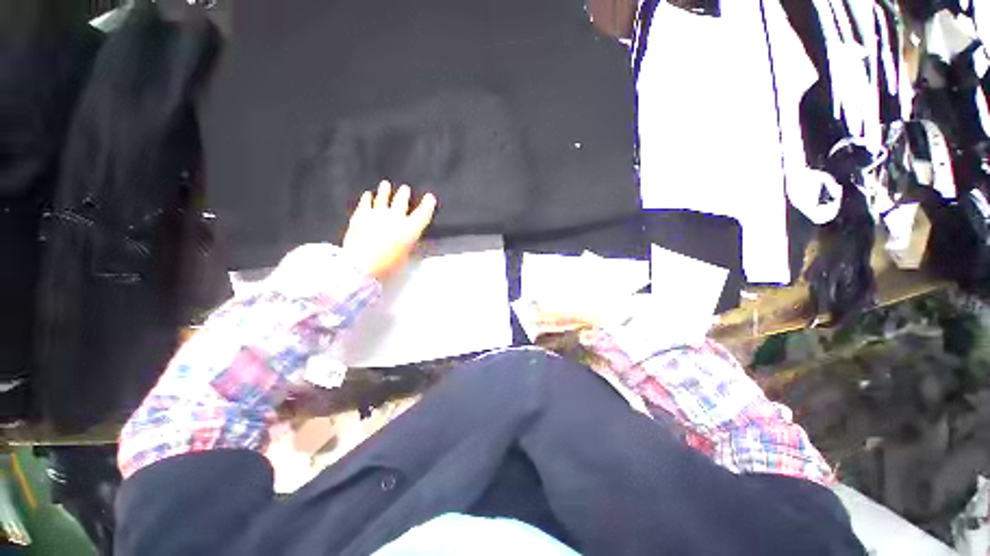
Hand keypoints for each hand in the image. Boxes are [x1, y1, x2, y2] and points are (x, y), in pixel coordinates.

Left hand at [342, 181, 436, 279]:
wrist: (360, 265)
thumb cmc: (386, 266)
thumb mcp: (404, 257)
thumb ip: (407, 244)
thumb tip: (407, 239)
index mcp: (410, 229)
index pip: (423, 213)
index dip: (428, 204)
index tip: (430, 197)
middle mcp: (395, 218)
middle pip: (402, 200)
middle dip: (404, 193)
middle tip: (405, 189)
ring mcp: (377, 214)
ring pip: (383, 197)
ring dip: (385, 190)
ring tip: (385, 184)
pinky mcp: (361, 215)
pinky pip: (365, 203)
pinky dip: (368, 198)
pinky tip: (368, 194)